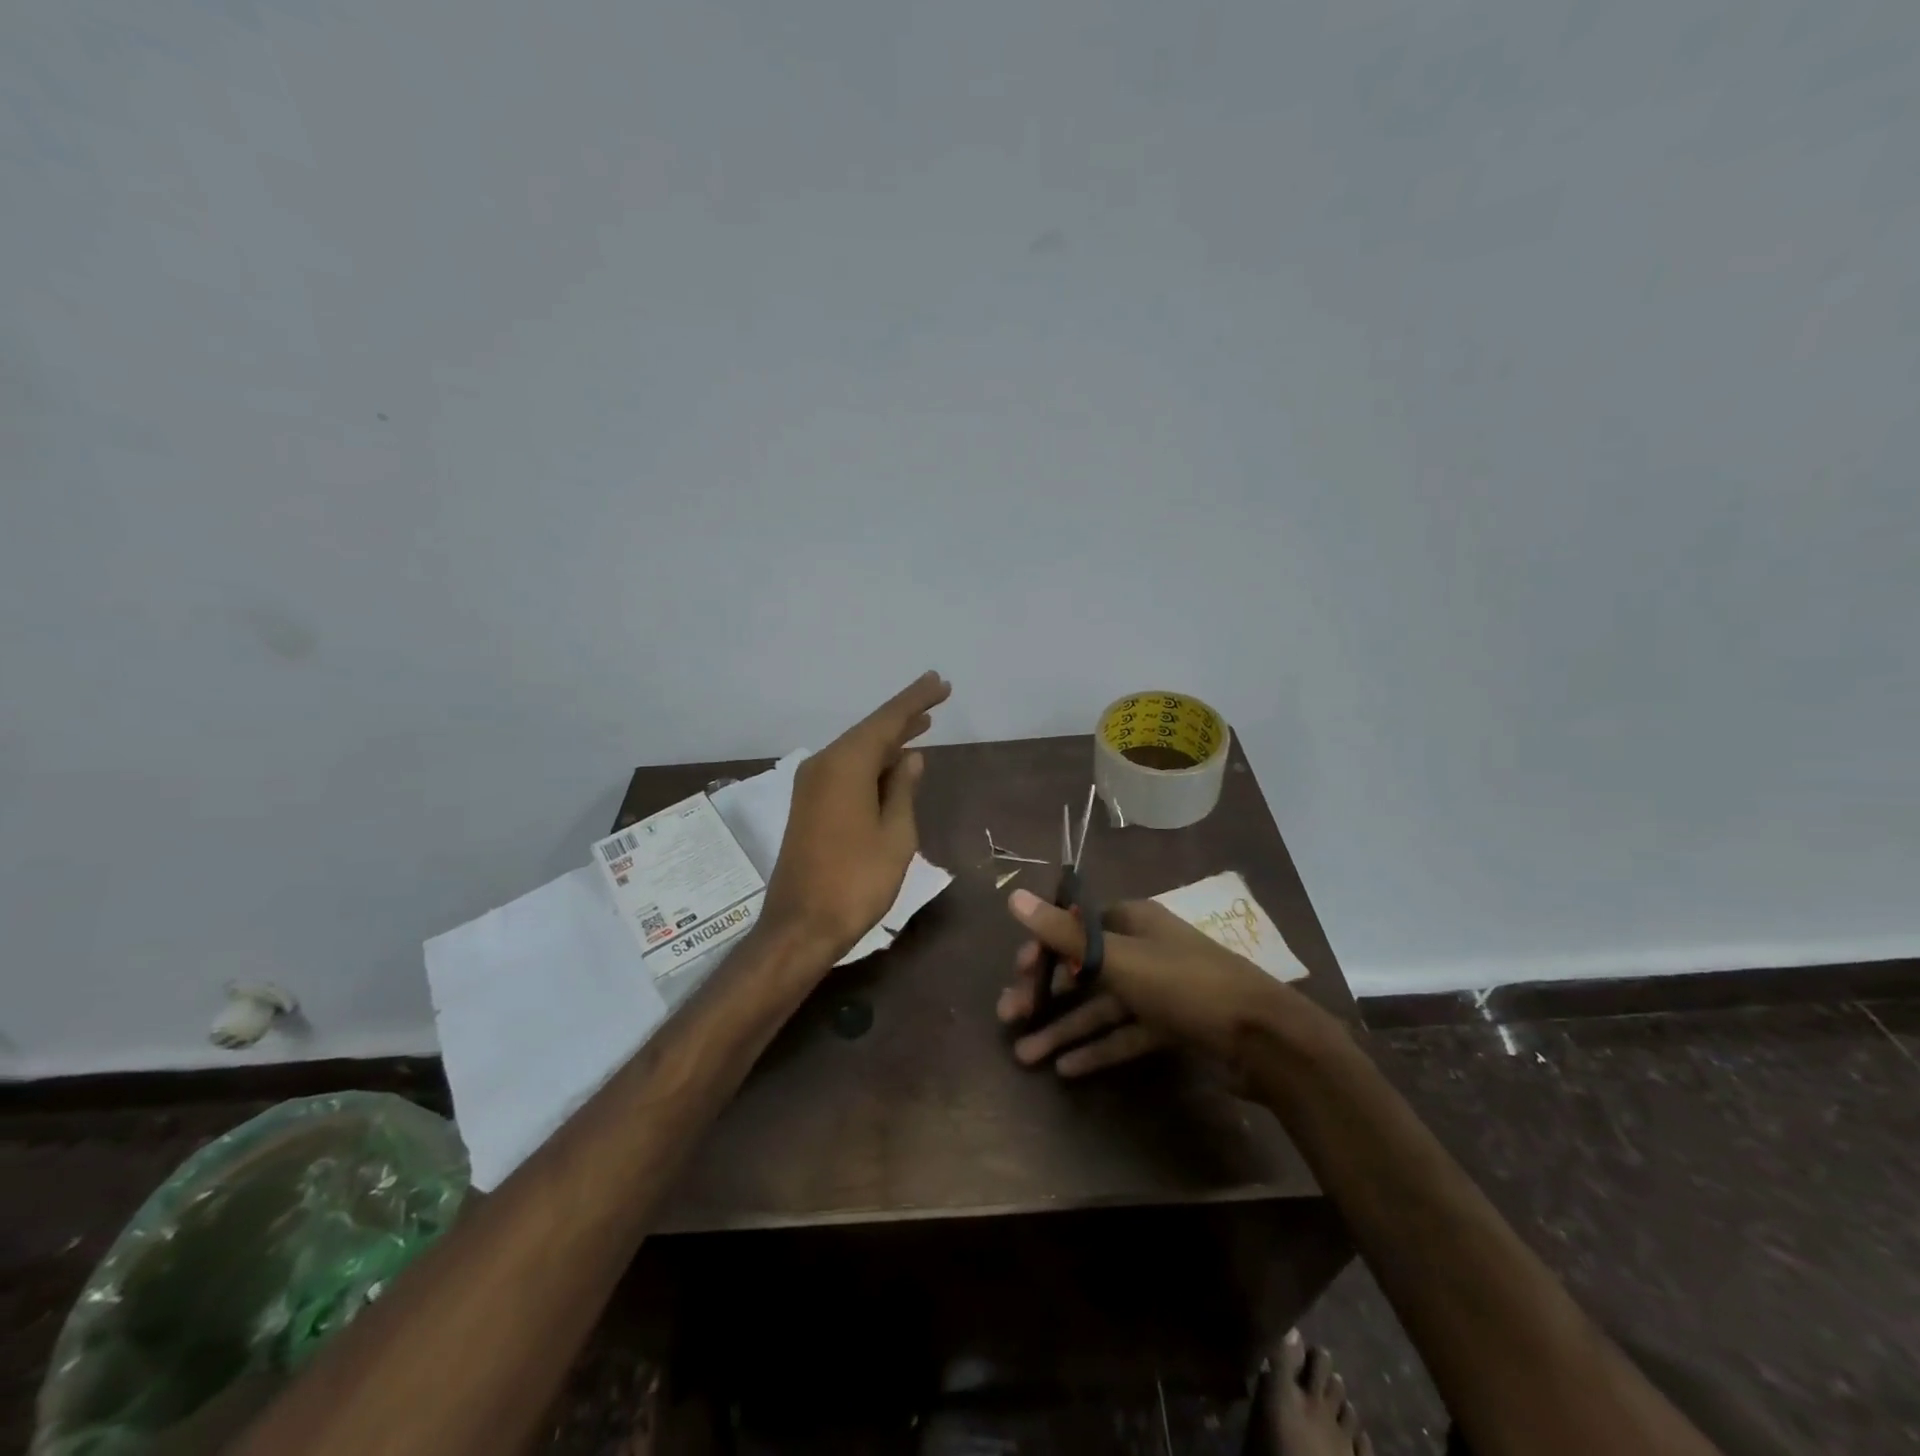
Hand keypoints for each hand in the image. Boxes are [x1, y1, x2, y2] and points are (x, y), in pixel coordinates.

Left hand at [761, 671, 951, 960]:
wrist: (801, 925)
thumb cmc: (857, 881)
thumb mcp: (895, 835)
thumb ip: (903, 789)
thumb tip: (911, 757)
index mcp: (845, 765)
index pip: (886, 720)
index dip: (915, 700)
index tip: (939, 682)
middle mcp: (823, 765)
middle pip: (870, 731)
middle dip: (904, 714)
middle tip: (937, 695)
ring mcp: (812, 785)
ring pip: (857, 750)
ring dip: (889, 738)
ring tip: (923, 723)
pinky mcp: (810, 805)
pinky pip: (847, 769)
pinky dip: (873, 761)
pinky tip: (893, 762)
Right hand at [994, 888, 1307, 1075]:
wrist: (1263, 1039)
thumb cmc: (1185, 985)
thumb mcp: (1119, 958)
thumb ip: (1064, 933)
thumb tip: (1013, 897)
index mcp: (1133, 921)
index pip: (1077, 926)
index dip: (1044, 945)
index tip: (1018, 971)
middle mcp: (1144, 950)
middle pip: (1084, 968)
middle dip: (1047, 993)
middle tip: (1010, 1016)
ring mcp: (1159, 990)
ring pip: (1101, 1006)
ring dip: (1065, 1028)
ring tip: (1025, 1054)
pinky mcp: (1171, 1026)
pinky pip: (1125, 1034)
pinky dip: (1098, 1048)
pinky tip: (1066, 1069)